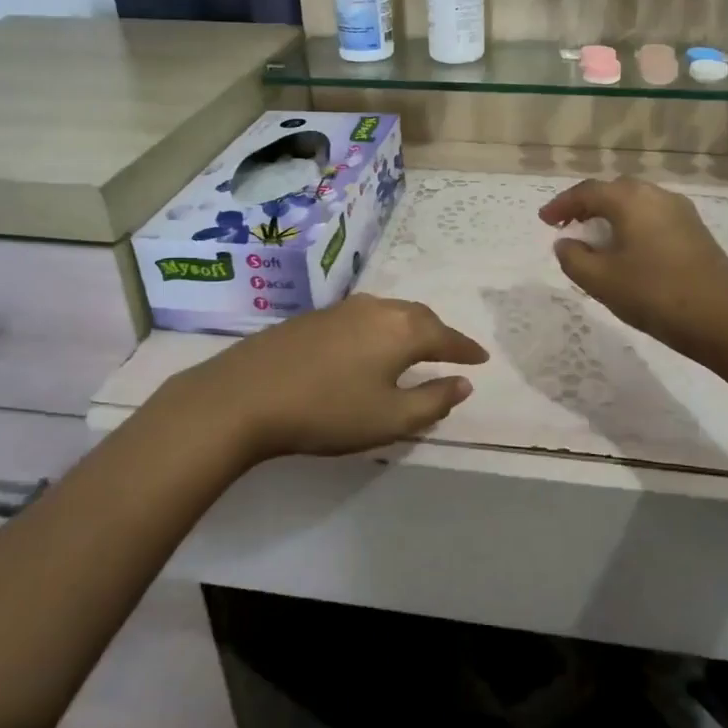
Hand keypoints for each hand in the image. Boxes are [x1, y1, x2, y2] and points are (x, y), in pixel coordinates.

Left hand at [168, 295, 488, 462]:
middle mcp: (377, 309)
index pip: (446, 337)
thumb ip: (433, 400)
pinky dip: (380, 329)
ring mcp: (342, 309)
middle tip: (452, 351)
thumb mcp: (390, 418)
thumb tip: (463, 383)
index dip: (466, 350)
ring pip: (389, 313)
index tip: (482, 359)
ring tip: (415, 346)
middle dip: (440, 333)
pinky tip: (369, 346)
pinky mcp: (313, 317)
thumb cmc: (328, 411)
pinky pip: (363, 317)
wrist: (245, 396)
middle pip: (419, 317)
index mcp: (402, 330)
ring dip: (409, 328)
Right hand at [541, 177, 727, 364]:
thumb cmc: (655, 295)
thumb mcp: (602, 281)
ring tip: (594, 240)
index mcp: (631, 200)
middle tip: (567, 226)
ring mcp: (681, 212)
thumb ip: (574, 258)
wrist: (725, 320)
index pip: (587, 192)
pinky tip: (627, 251)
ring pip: (636, 204)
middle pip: (614, 191)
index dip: (561, 206)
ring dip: (611, 216)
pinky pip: (653, 218)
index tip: (544, 222)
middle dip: (587, 206)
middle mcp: (657, 195)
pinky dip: (632, 226)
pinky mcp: (696, 232)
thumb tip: (566, 243)